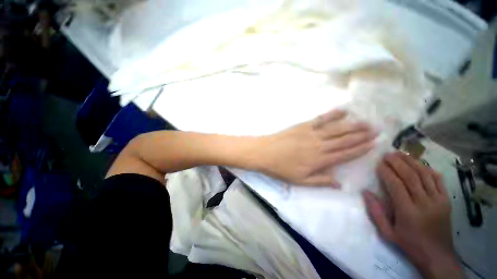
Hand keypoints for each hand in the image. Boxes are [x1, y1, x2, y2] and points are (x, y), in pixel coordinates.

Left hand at [258, 109, 376, 185]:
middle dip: (362, 135)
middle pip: (344, 140)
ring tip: (367, 122)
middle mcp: (319, 145)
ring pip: (336, 129)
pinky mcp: (303, 125)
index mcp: (319, 160)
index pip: (345, 154)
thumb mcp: (300, 181)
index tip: (374, 144)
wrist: (265, 153)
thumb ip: (320, 181)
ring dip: (352, 125)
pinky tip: (343, 110)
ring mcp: (311, 133)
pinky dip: (332, 114)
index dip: (360, 149)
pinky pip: (320, 119)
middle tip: (377, 130)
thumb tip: (339, 183)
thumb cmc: (280, 168)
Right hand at [363, 152, 462, 278]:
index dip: (387, 172)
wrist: (437, 255)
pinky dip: (429, 170)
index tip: (378, 164)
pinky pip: (439, 181)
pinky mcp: (446, 200)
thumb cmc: (409, 243)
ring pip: (425, 175)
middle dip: (398, 163)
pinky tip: (421, 164)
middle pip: (411, 176)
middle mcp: (424, 203)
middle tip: (388, 154)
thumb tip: (365, 192)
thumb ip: (375, 212)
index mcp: (408, 212)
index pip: (396, 185)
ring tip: (401, 154)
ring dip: (412, 162)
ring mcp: (438, 201)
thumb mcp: (387, 233)